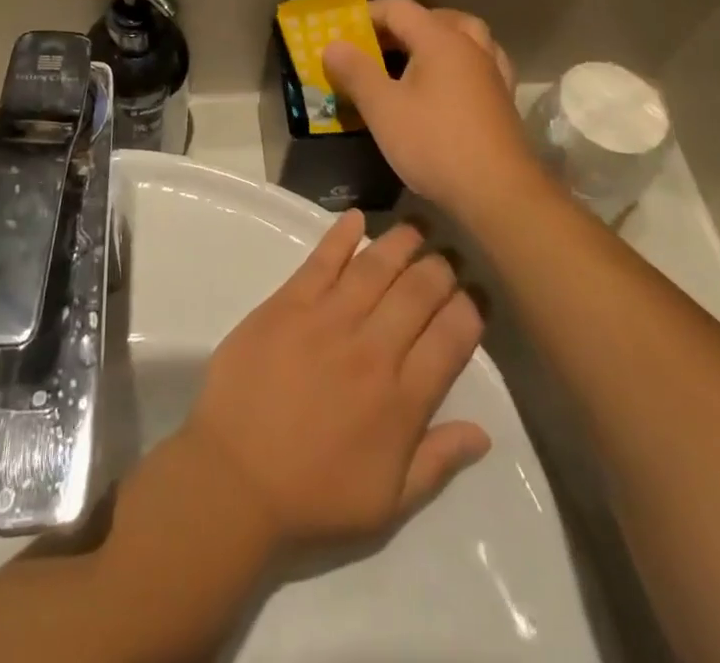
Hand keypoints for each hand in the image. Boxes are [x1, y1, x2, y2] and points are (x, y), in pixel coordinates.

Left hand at [175, 210, 489, 556]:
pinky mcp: (287, 304)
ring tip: (417, 228)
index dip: (471, 309)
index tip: (477, 293)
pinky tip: (357, 217)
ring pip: (375, 268)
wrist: (235, 476)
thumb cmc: (313, 495)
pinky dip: (341, 235)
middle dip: (440, 268)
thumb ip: (438, 461)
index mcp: (402, 400)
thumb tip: (484, 432)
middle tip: (448, 255)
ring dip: (401, 243)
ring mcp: (328, 320)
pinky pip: (321, 261)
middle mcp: (372, 350)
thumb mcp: (388, 502)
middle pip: (418, 293)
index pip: (451, 339)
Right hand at [322, 0, 544, 225]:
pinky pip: (479, 63)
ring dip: (436, 39)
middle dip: (401, 26)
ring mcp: (492, 72)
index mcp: (440, 40)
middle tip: (375, 47)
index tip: (342, 32)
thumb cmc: (435, 143)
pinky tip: (446, 84)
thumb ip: (356, 71)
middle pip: (434, 18)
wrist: (499, 193)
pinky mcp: (502, 98)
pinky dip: (459, 62)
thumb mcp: (383, 108)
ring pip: (464, 37)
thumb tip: (332, 44)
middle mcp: (470, 46)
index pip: (399, 9)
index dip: (367, 14)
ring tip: (412, 59)